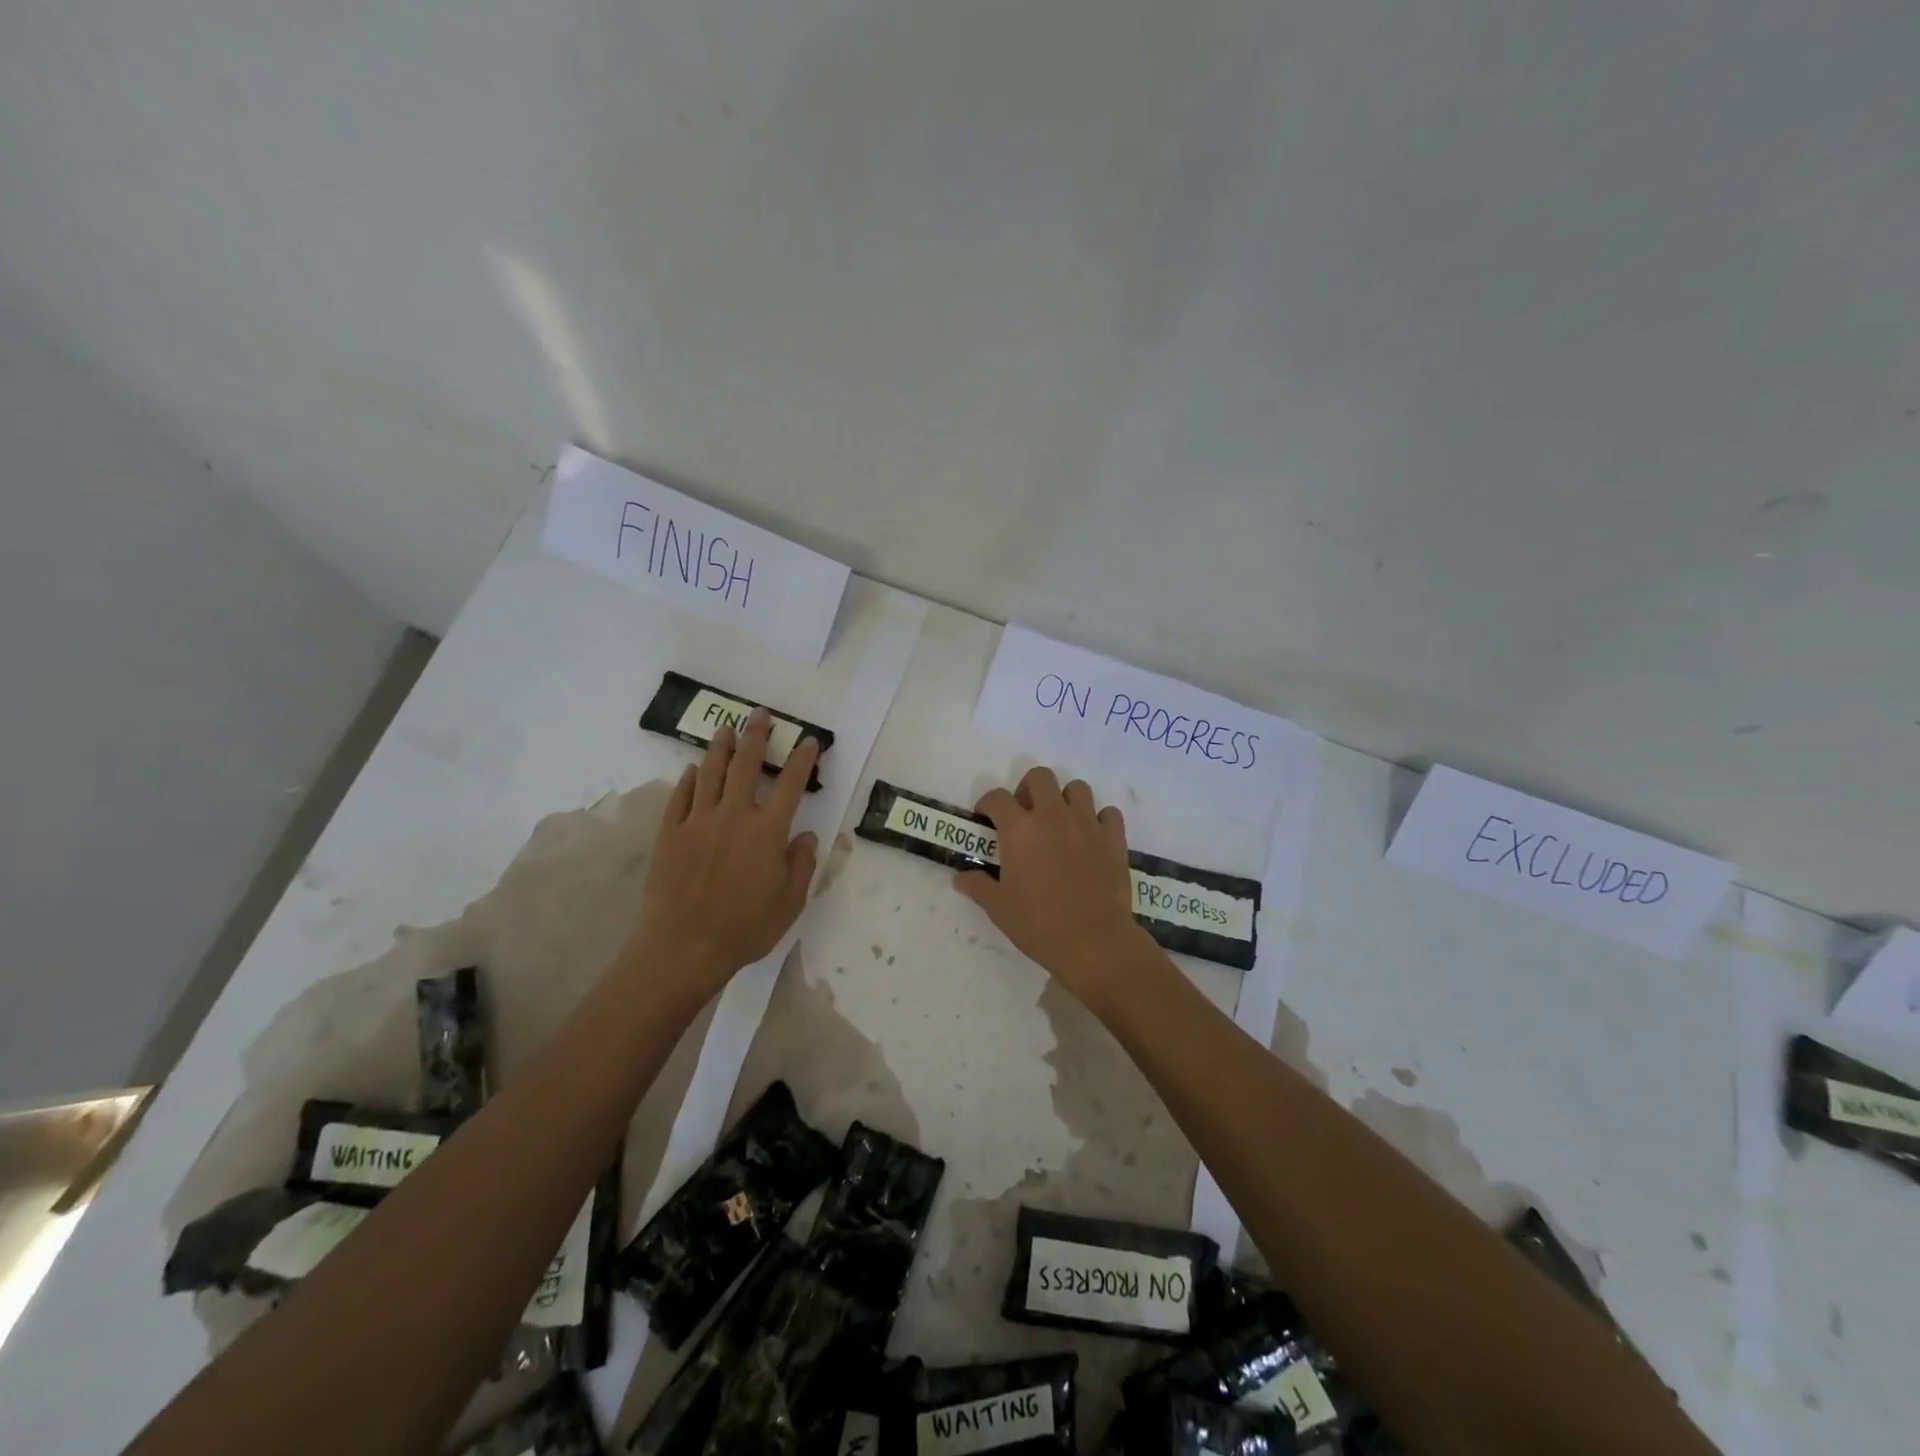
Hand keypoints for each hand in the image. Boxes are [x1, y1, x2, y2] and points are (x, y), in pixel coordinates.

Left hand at [631, 708, 819, 995]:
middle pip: (745, 765)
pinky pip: (681, 797)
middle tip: (760, 715)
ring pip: (710, 773)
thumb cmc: (746, 927)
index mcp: (768, 831)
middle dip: (756, 737)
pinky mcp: (671, 834)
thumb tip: (806, 836)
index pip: (790, 785)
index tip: (809, 742)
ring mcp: (698, 821)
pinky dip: (689, 779)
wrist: (684, 946)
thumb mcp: (790, 902)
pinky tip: (692, 769)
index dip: (802, 761)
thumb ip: (801, 864)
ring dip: (720, 748)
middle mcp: (734, 816)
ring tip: (726, 730)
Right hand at [955, 766, 1151, 1005]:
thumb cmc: (1038, 924)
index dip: (988, 803)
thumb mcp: (999, 908)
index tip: (986, 818)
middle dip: (1028, 789)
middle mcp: (1052, 815)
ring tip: (1061, 823)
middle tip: (1025, 814)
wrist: (1093, 942)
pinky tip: (1092, 838)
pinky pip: (1108, 813)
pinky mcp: (1114, 837)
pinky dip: (1100, 820)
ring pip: (1077, 788)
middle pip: (1039, 776)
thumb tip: (961, 878)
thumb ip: (978, 886)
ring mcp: (1087, 823)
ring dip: (1065, 799)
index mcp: (1020, 828)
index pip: (997, 797)